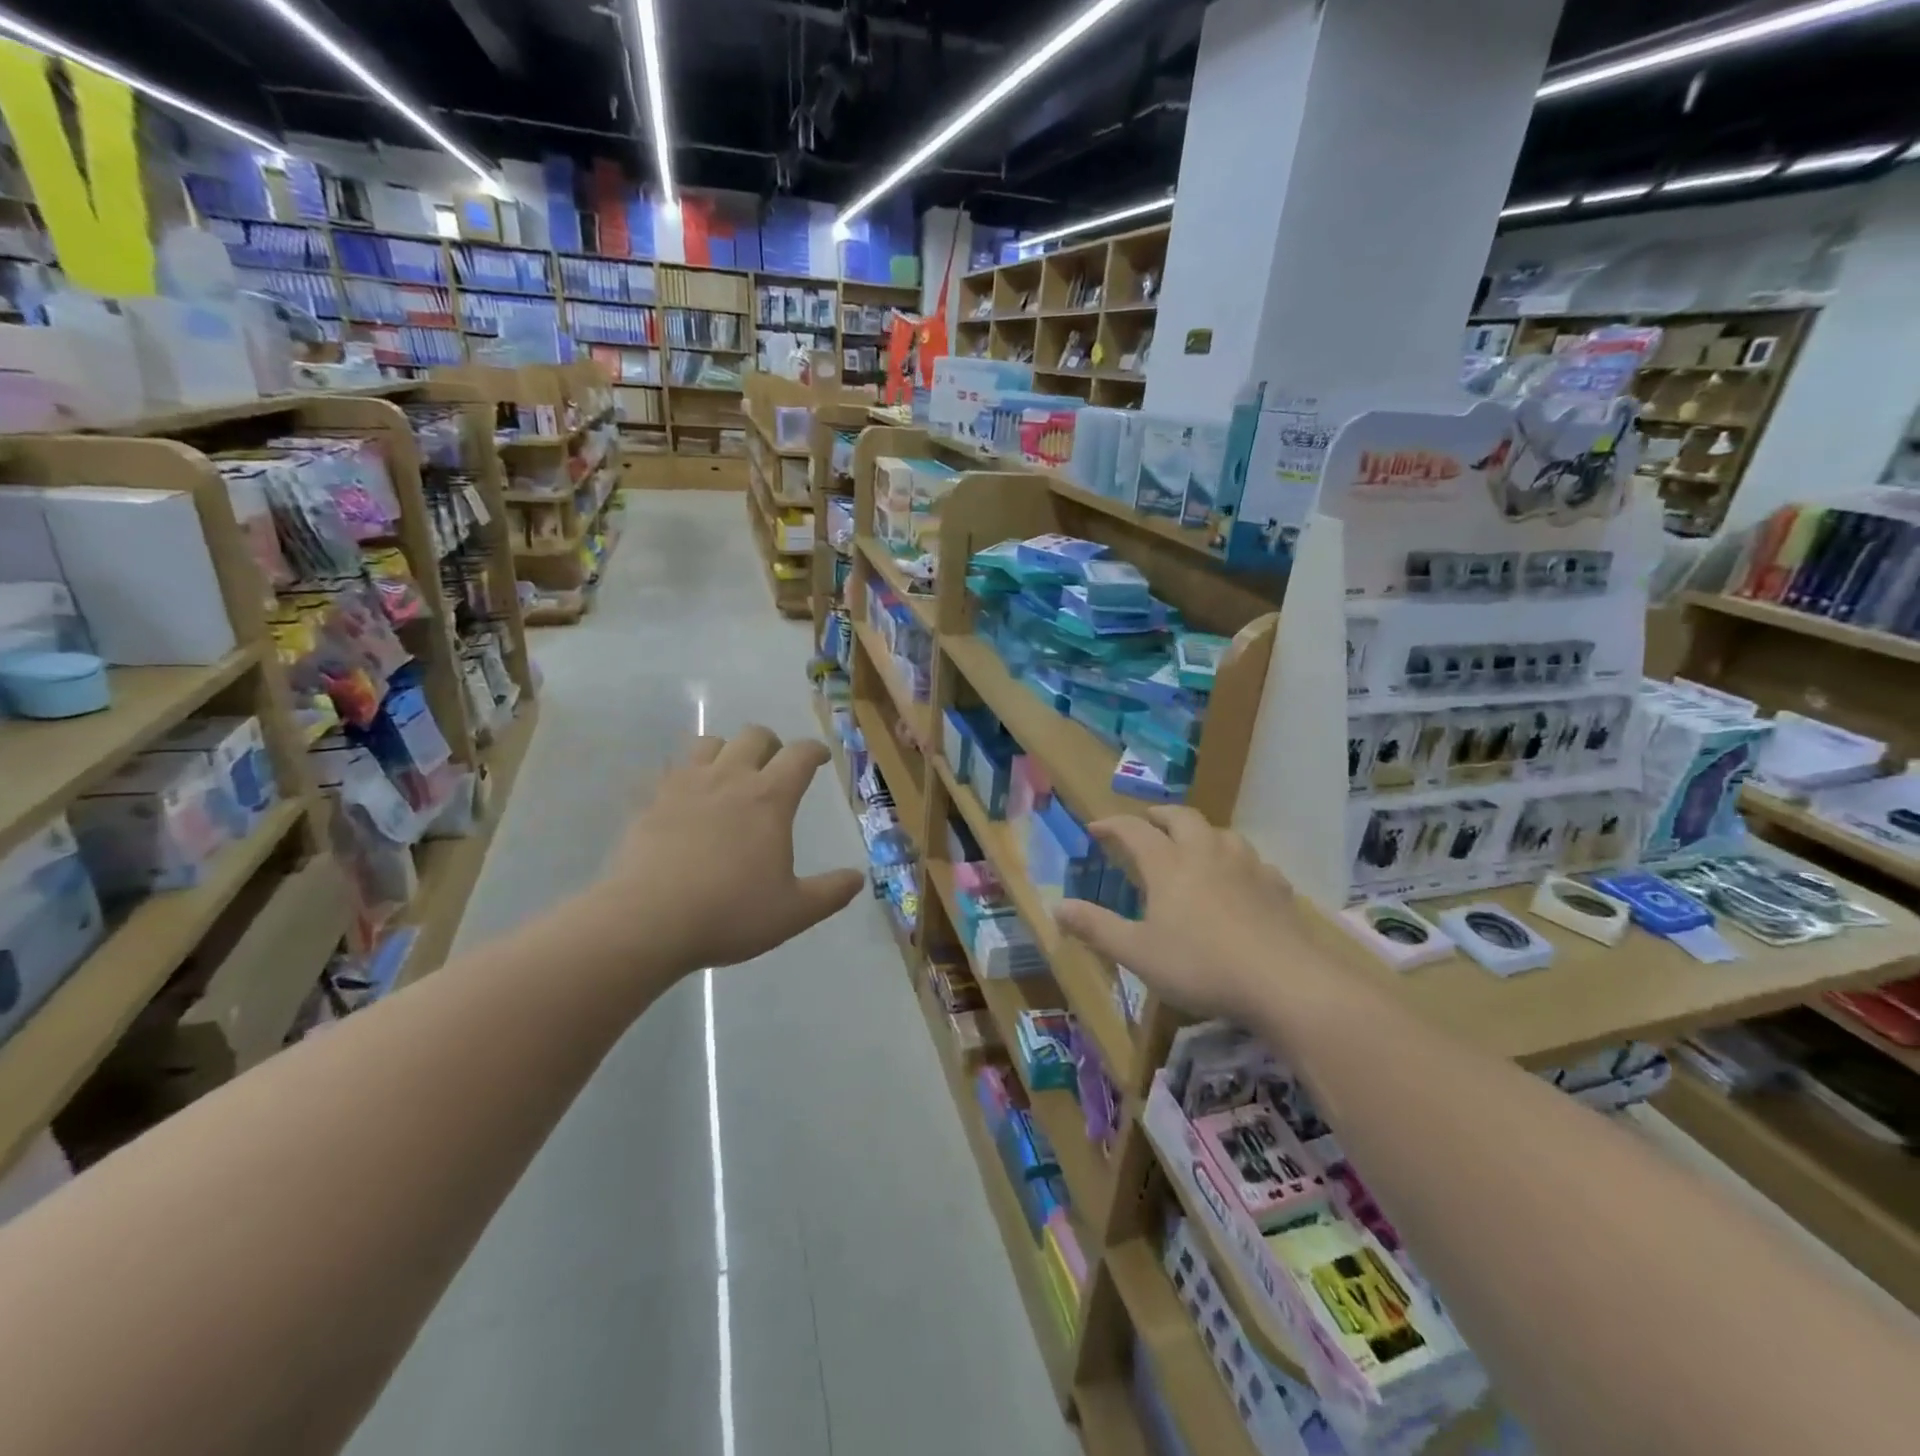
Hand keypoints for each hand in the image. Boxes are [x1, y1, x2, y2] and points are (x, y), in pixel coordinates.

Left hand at [590, 726, 863, 978]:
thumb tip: (858, 878)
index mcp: (769, 798)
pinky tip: (685, 797)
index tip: (820, 757)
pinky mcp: (650, 801)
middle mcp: (729, 779)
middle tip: (775, 766)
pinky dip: (685, 775)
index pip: (799, 755)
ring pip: (709, 742)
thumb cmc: (729, 913)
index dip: (814, 751)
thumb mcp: (793, 912)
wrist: (646, 921)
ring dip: (726, 750)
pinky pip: (670, 770)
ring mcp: (685, 786)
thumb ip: (831, 893)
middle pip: (754, 735)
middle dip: (771, 743)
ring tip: (729, 774)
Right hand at [1053, 806, 1323, 1024]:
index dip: (1112, 824)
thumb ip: (1096, 927)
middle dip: (1160, 816)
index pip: (1133, 831)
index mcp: (1168, 864)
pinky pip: (1254, 862)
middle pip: (1182, 817)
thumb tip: (1057, 907)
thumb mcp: (1137, 953)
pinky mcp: (1276, 887)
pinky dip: (1238, 862)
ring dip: (1201, 832)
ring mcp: (1246, 866)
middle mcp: (1206, 853)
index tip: (1096, 827)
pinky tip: (1241, 880)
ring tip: (1194, 845)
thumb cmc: (1200, 965)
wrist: (1284, 980)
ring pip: (1221, 833)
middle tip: (1148, 822)